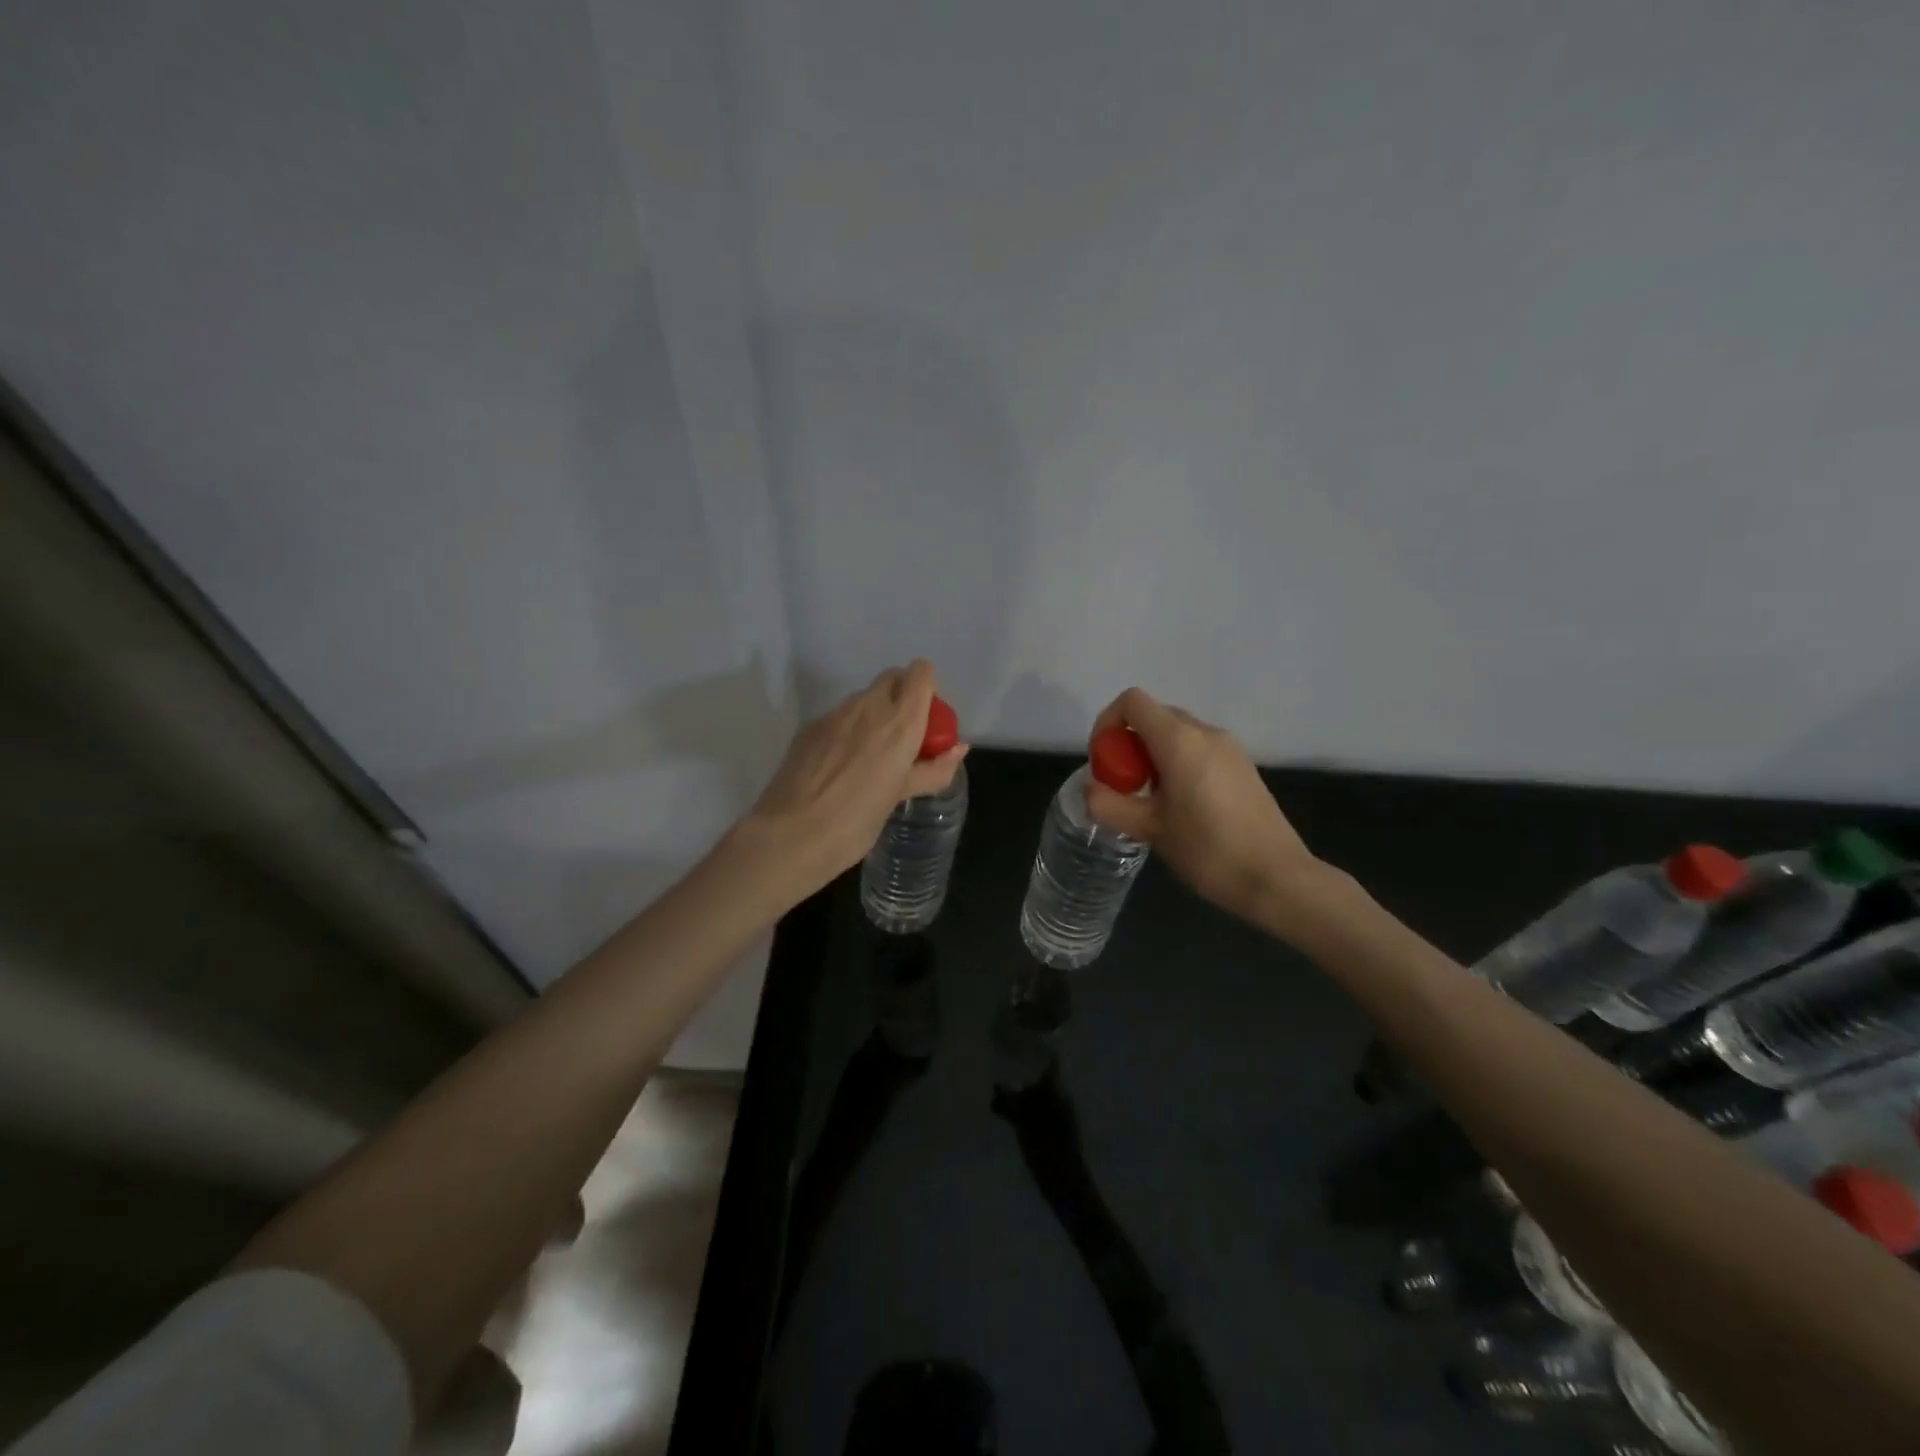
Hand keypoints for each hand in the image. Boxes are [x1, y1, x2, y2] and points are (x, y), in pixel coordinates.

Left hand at [744, 661, 967, 904]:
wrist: (791, 835)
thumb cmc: (856, 821)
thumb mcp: (901, 796)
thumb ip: (933, 769)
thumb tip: (958, 749)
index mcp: (899, 722)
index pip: (921, 673)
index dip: (929, 688)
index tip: (930, 719)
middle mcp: (868, 707)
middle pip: (893, 677)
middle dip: (904, 695)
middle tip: (906, 735)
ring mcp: (834, 714)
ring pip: (864, 697)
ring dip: (876, 713)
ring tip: (872, 756)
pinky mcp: (809, 727)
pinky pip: (839, 717)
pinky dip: (849, 729)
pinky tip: (841, 766)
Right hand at [1082, 688, 1317, 927]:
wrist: (1277, 878)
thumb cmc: (1208, 850)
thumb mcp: (1150, 830)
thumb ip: (1111, 806)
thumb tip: (1091, 791)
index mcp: (1179, 740)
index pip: (1132, 702)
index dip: (1107, 722)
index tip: (1103, 762)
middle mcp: (1206, 733)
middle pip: (1154, 716)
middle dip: (1129, 743)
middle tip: (1123, 785)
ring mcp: (1229, 748)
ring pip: (1177, 733)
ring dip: (1153, 755)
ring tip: (1150, 800)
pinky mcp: (1243, 766)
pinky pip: (1199, 749)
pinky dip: (1177, 763)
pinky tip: (1181, 805)